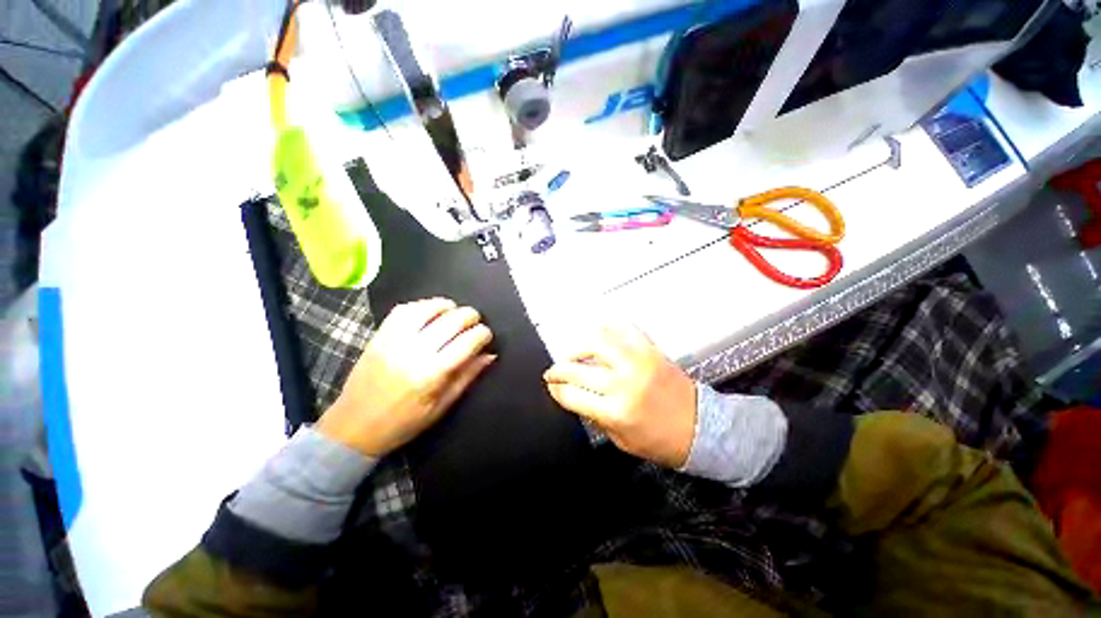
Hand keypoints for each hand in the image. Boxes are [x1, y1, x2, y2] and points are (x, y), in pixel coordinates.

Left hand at [317, 298, 494, 456]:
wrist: (352, 428)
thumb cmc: (403, 423)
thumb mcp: (441, 407)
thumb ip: (467, 377)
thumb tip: (490, 355)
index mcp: (432, 374)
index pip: (467, 342)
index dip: (483, 334)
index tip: (487, 336)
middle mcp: (414, 352)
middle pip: (451, 320)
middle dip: (470, 316)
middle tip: (475, 322)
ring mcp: (394, 341)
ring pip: (427, 309)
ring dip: (447, 305)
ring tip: (455, 310)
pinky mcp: (379, 336)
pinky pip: (402, 310)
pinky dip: (421, 305)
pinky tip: (430, 311)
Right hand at [543, 325, 696, 467]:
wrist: (700, 428)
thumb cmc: (659, 440)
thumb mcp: (619, 439)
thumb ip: (593, 415)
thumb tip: (572, 396)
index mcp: (615, 410)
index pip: (572, 394)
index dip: (556, 390)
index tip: (551, 387)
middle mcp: (623, 382)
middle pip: (577, 368)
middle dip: (558, 370)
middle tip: (553, 372)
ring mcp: (637, 361)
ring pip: (595, 341)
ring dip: (576, 346)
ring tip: (571, 353)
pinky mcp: (649, 349)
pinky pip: (622, 329)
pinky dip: (605, 327)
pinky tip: (595, 332)